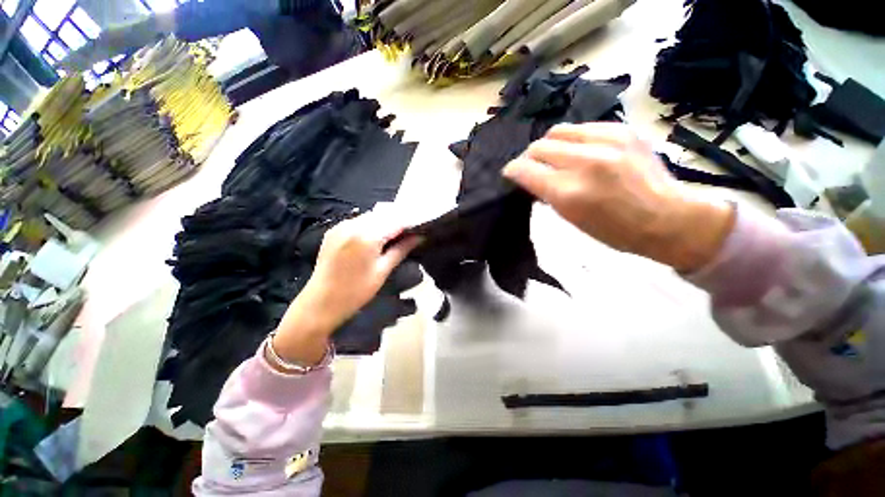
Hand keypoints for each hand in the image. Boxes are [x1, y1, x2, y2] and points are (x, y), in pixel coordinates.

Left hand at [271, 211, 420, 366]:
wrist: (320, 303)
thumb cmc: (356, 291)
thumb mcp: (382, 271)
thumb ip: (401, 249)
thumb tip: (419, 237)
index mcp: (367, 236)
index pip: (395, 221)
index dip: (410, 223)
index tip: (420, 229)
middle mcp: (353, 224)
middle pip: (383, 214)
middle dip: (398, 221)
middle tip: (409, 233)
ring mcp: (341, 226)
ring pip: (370, 216)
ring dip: (384, 222)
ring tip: (394, 236)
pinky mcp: (333, 230)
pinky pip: (357, 221)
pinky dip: (370, 225)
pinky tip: (375, 237)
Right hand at [503, 123, 734, 271]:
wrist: (668, 218)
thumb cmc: (615, 231)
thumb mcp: (571, 218)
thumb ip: (548, 193)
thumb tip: (532, 178)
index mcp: (569, 192)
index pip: (525, 170)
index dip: (512, 171)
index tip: (511, 174)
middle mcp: (585, 162)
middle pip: (539, 146)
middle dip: (529, 157)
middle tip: (533, 167)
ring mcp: (607, 141)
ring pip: (558, 130)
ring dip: (550, 145)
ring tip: (556, 157)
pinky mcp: (623, 131)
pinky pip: (583, 128)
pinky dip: (573, 139)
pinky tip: (580, 151)